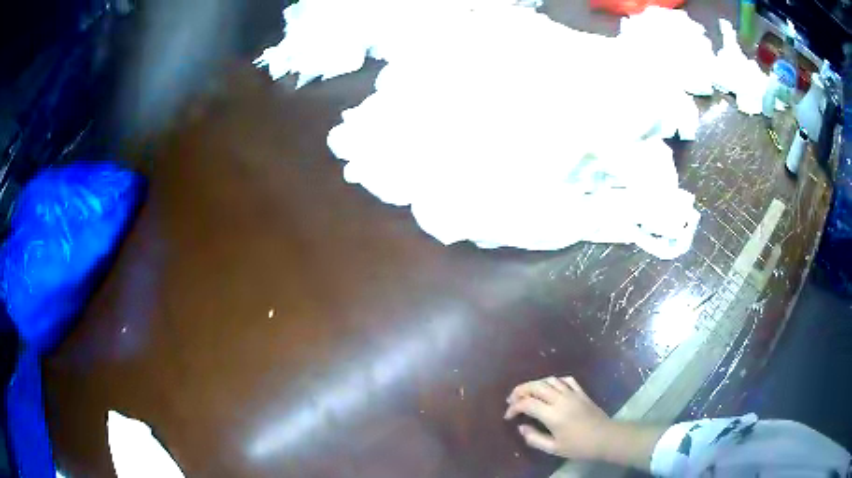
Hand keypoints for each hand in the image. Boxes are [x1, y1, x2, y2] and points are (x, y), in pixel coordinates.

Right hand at [504, 376, 612, 460]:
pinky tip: (549, 388)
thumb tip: (521, 427)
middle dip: (520, 390)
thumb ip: (534, 438)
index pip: (527, 403)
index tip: (508, 416)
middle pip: (536, 386)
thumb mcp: (553, 448)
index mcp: (553, 415)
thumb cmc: (579, 446)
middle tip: (511, 399)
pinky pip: (565, 380)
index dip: (514, 407)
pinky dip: (553, 381)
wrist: (605, 438)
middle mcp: (561, 399)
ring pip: (549, 380)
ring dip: (535, 384)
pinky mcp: (581, 392)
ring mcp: (572, 393)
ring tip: (527, 393)